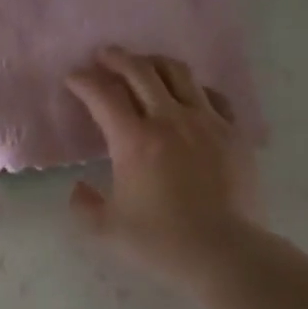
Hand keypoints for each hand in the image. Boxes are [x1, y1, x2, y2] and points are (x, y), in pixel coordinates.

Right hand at [65, 47, 258, 285]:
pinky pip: (212, 96)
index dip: (83, 81)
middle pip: (141, 71)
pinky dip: (193, 89)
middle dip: (117, 58)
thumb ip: (84, 206)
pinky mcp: (233, 133)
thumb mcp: (107, 230)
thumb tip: (79, 188)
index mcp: (135, 141)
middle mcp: (170, 120)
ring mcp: (207, 122)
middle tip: (104, 56)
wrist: (225, 252)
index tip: (73, 78)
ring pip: (179, 74)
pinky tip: (188, 96)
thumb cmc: (162, 242)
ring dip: (155, 63)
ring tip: (144, 65)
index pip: (103, 95)